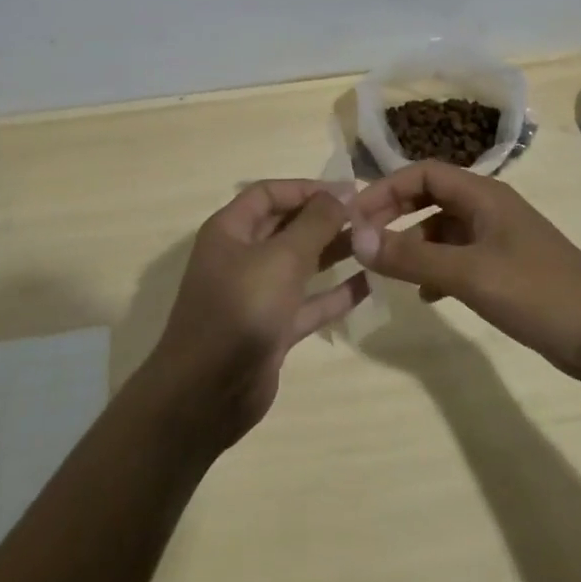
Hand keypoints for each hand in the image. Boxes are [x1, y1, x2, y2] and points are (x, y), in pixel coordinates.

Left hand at [142, 182, 369, 448]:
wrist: (207, 394)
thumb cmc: (242, 309)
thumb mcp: (281, 258)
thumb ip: (314, 223)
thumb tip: (340, 193)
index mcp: (230, 230)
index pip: (269, 193)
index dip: (307, 188)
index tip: (348, 191)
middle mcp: (241, 257)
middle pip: (286, 226)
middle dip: (324, 219)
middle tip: (369, 217)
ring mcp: (256, 295)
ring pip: (299, 264)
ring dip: (332, 252)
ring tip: (373, 243)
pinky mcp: (271, 329)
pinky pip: (307, 303)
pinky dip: (333, 294)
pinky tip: (367, 285)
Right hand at [349, 161, 580, 381]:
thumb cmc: (540, 294)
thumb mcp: (470, 274)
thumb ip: (412, 256)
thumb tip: (357, 238)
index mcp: (483, 195)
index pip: (422, 173)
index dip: (385, 189)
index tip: (355, 218)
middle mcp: (489, 208)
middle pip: (430, 196)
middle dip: (395, 213)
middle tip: (364, 241)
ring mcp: (500, 238)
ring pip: (443, 228)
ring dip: (414, 242)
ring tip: (388, 270)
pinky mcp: (507, 267)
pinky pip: (459, 256)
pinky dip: (436, 267)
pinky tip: (426, 294)